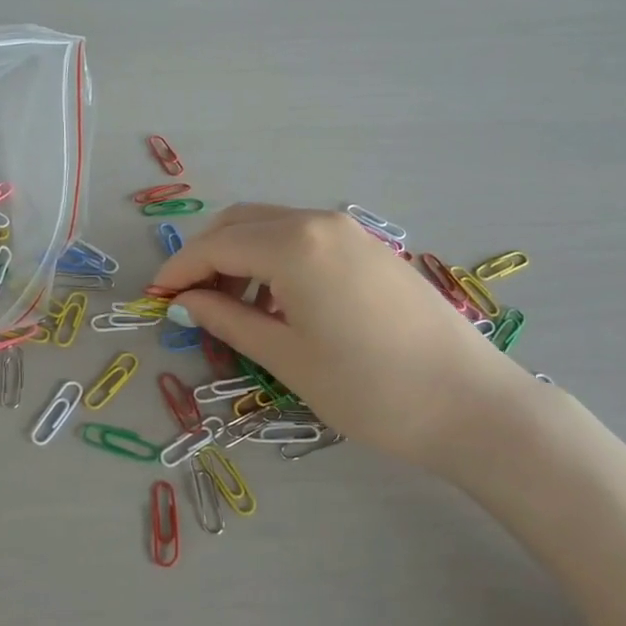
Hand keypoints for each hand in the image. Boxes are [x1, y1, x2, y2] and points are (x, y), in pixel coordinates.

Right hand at [151, 205, 538, 466]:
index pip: (216, 246)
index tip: (154, 297)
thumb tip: (186, 301)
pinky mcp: (371, 248)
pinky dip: (274, 260)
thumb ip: (228, 320)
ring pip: (273, 228)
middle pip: (241, 223)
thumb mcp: (286, 357)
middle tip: (189, 301)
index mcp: (293, 245)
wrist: (470, 404)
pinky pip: (305, 239)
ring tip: (232, 309)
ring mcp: (350, 231)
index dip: (179, 270)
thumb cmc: (368, 388)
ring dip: (240, 257)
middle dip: (206, 256)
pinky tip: (278, 302)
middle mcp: (319, 222)